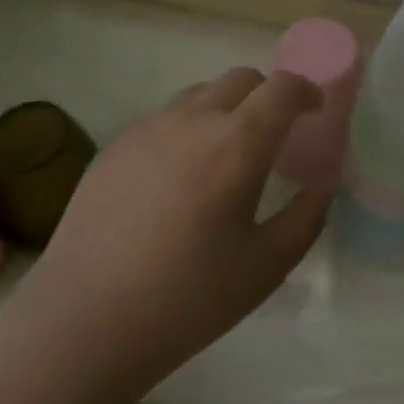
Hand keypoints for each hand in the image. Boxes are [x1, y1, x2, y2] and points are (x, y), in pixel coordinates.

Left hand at [13, 67, 332, 391]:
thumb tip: (322, 185)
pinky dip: (187, 128)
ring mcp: (149, 128)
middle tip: (273, 135)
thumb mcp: (265, 268)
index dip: (305, 91)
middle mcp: (194, 120)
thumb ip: (305, 218)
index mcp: (237, 143)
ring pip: (201, 94)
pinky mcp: (115, 145)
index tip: (314, 111)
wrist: (81, 324)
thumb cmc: (185, 300)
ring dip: (226, 108)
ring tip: (223, 156)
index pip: (282, 88)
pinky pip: (165, 118)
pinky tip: (176, 178)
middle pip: (242, 78)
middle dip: (267, 95)